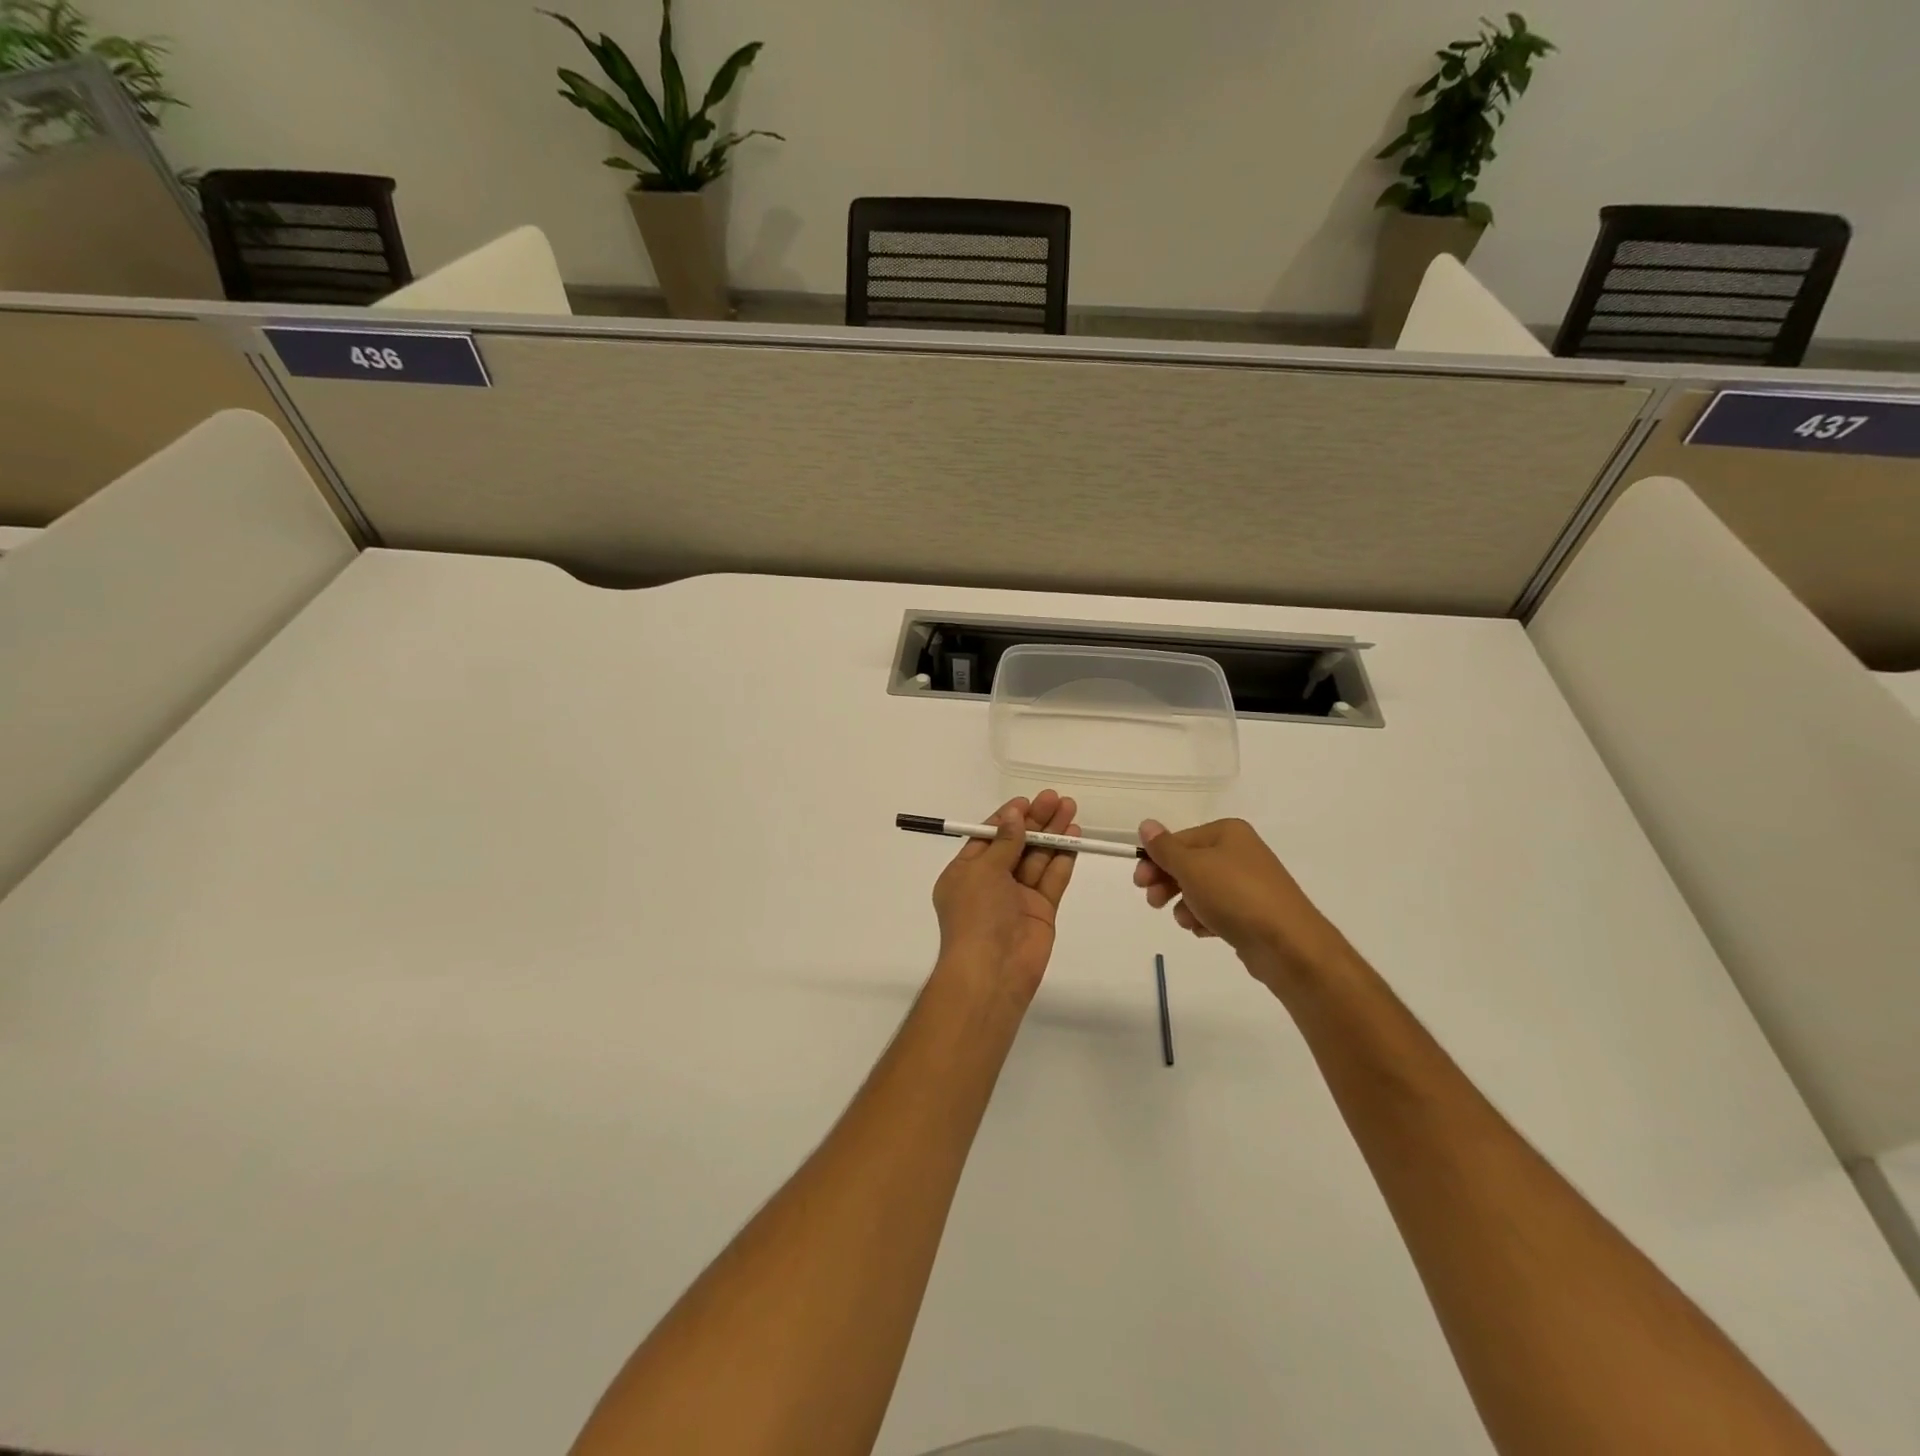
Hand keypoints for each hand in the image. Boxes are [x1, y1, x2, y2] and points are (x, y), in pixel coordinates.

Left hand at [931, 791, 1079, 1004]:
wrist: (992, 971)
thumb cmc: (976, 915)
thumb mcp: (983, 871)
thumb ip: (1004, 842)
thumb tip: (1015, 815)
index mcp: (966, 872)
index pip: (989, 837)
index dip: (1008, 818)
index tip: (1028, 800)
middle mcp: (991, 882)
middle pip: (1016, 844)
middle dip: (1036, 821)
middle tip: (1056, 798)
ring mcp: (1017, 897)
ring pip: (1037, 858)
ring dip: (1053, 834)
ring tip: (1070, 808)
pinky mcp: (1041, 910)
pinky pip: (1052, 879)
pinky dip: (1063, 858)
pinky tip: (1074, 837)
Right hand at [1132, 817, 1349, 990]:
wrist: (1288, 945)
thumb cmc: (1235, 896)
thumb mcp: (1191, 867)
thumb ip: (1165, 847)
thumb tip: (1146, 824)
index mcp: (1227, 833)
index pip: (1178, 841)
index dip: (1155, 860)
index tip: (1139, 883)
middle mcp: (1239, 852)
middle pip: (1188, 864)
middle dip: (1167, 883)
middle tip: (1153, 902)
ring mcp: (1248, 883)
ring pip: (1200, 889)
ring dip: (1185, 904)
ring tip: (1188, 920)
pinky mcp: (1253, 912)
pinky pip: (1217, 909)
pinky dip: (1205, 919)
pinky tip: (1205, 930)